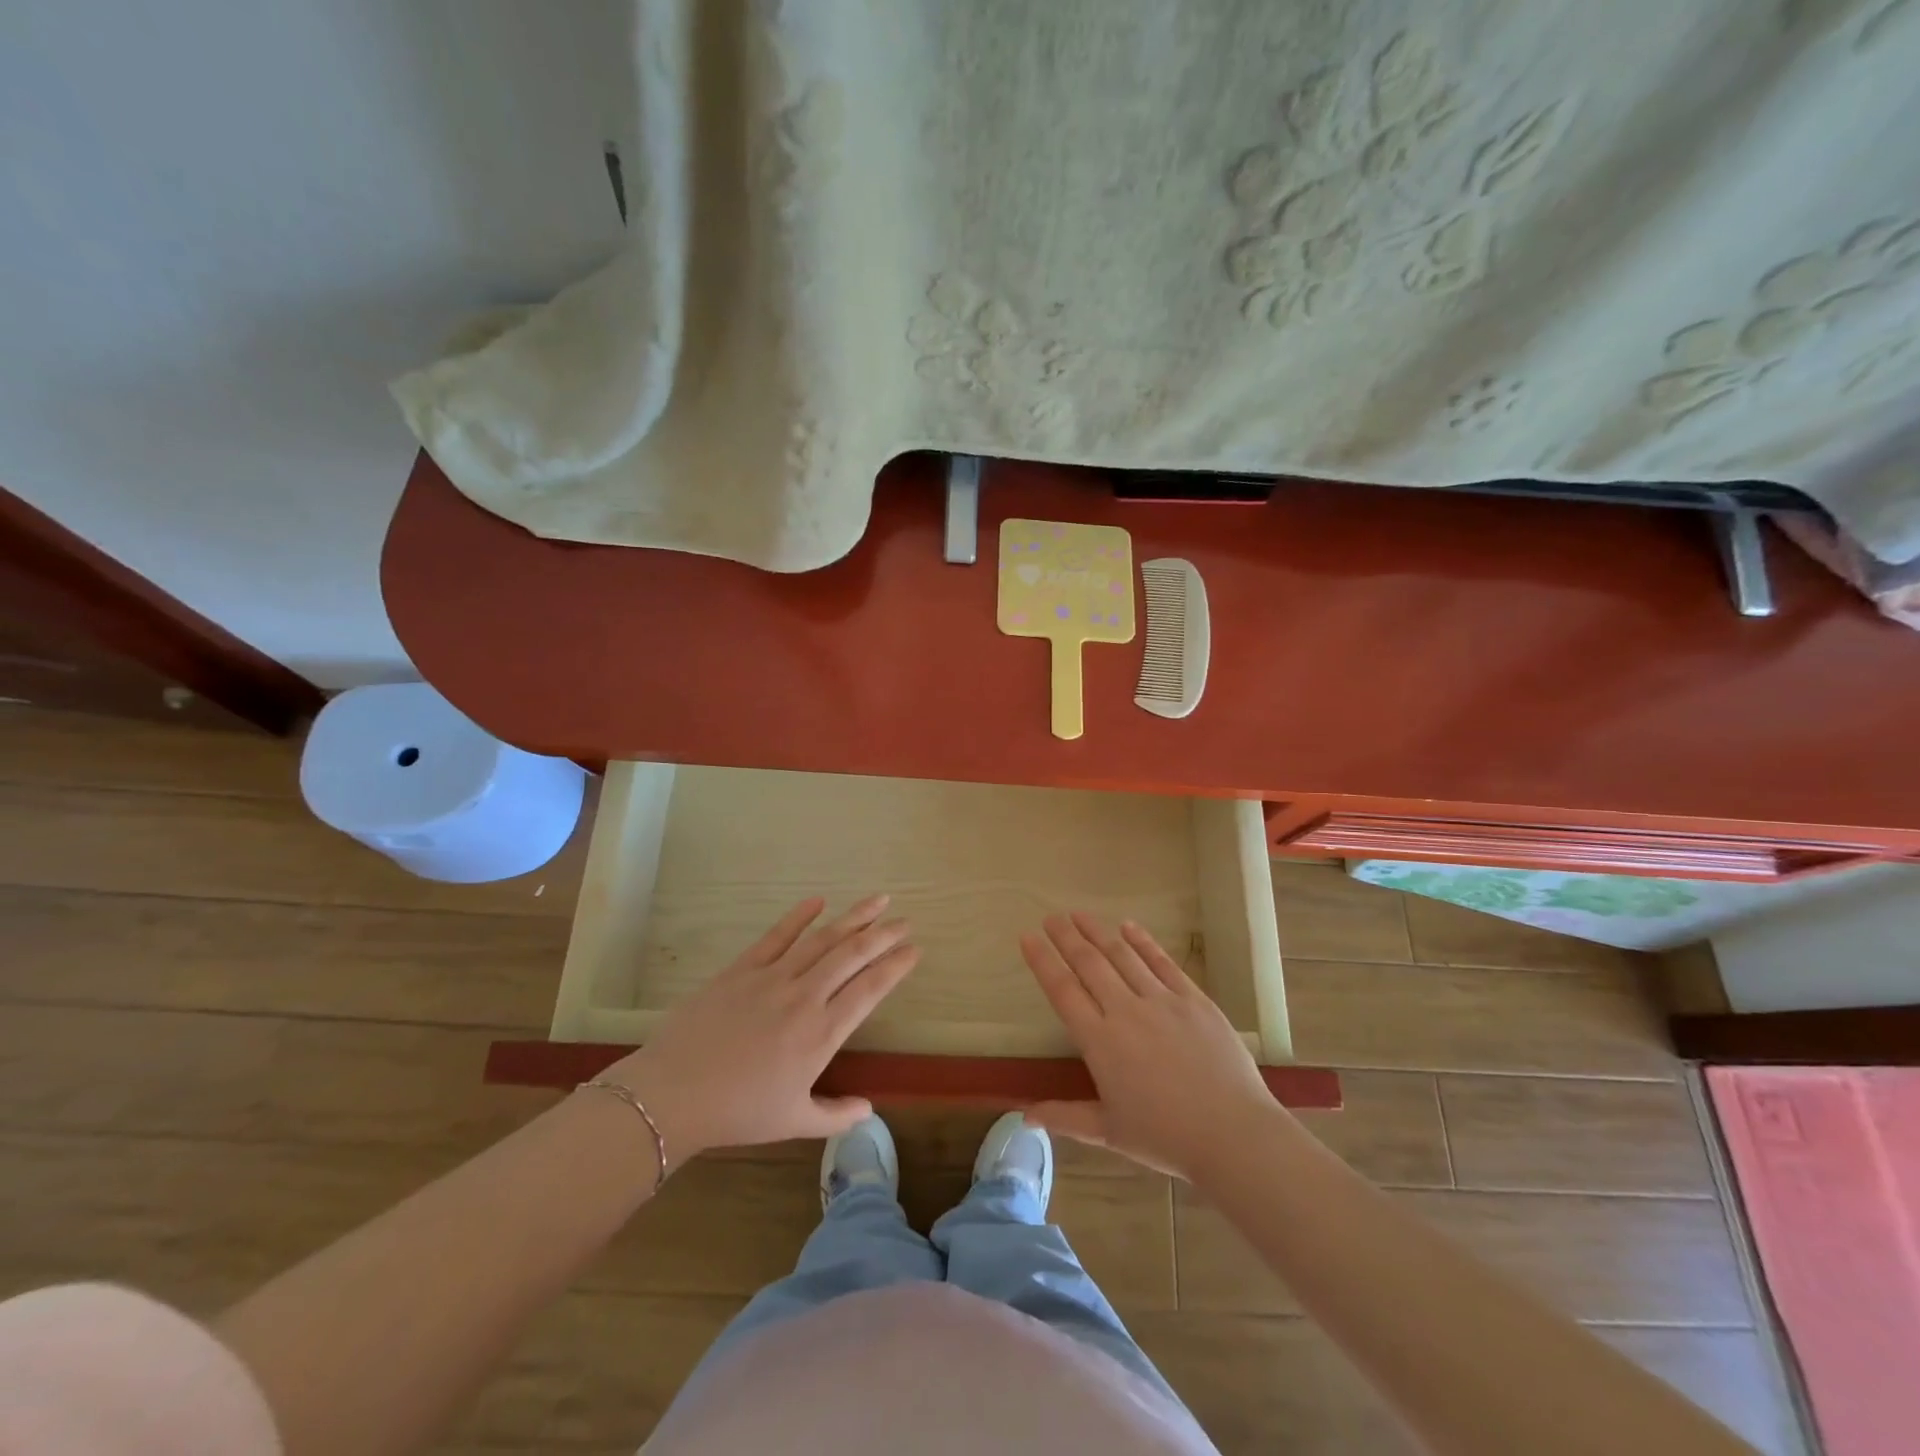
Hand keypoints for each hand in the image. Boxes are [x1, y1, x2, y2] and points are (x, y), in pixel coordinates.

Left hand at [601, 894, 916, 1173]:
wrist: (672, 1094)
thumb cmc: (737, 1112)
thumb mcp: (793, 1121)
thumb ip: (835, 1115)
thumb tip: (868, 1110)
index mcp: (822, 1033)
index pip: (870, 989)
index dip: (896, 966)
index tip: (915, 950)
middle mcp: (805, 997)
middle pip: (853, 955)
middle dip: (883, 934)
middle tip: (905, 920)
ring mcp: (773, 977)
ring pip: (822, 939)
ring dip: (854, 917)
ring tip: (878, 900)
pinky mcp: (743, 968)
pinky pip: (777, 935)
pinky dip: (799, 916)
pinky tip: (819, 900)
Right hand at [1020, 911, 1277, 1178]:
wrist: (1234, 1134)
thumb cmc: (1166, 1138)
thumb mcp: (1109, 1132)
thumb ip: (1065, 1116)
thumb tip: (1024, 1114)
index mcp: (1101, 1042)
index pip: (1063, 991)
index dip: (1042, 961)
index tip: (1027, 937)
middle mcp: (1126, 1012)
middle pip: (1089, 964)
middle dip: (1066, 937)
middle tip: (1051, 917)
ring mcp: (1162, 1001)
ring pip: (1122, 956)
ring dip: (1098, 932)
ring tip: (1080, 915)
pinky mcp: (1193, 999)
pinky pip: (1162, 963)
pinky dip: (1143, 942)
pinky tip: (1128, 926)